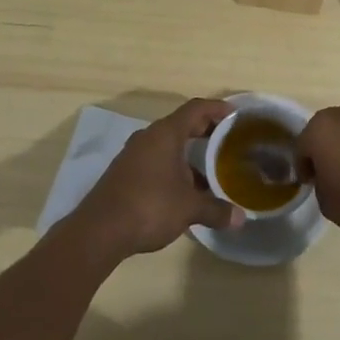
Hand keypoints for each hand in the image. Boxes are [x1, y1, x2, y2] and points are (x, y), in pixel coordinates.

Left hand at [69, 99, 242, 257]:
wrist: (100, 230)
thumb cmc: (150, 206)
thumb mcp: (189, 208)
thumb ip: (216, 210)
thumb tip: (240, 218)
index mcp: (166, 133)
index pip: (196, 109)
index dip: (217, 108)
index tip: (235, 115)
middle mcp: (149, 136)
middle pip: (182, 124)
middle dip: (206, 131)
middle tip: (228, 141)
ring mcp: (134, 154)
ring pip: (168, 144)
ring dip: (189, 153)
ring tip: (210, 169)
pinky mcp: (125, 172)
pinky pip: (156, 159)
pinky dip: (173, 166)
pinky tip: (184, 189)